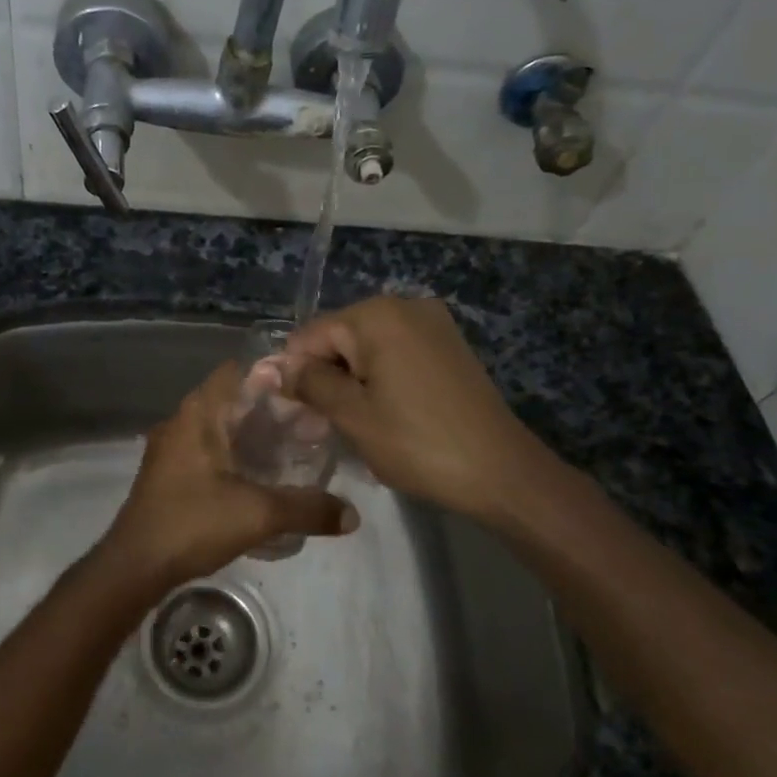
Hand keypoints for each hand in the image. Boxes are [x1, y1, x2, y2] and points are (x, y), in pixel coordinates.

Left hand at [94, 362, 357, 595]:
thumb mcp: (258, 514)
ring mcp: (171, 449)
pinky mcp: (170, 474)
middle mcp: (182, 422)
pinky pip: (209, 450)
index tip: (308, 389)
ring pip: (220, 428)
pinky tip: (261, 476)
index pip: (238, 372)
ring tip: (294, 448)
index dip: (274, 375)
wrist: (134, 566)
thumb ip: (307, 509)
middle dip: (271, 409)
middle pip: (233, 401)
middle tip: (311, 423)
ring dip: (253, 434)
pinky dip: (236, 454)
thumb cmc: (192, 524)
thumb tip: (353, 515)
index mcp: (198, 414)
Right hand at [285, 296, 563, 529]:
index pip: (310, 336)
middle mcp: (406, 305)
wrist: (501, 471)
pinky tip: (386, 413)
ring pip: (368, 348)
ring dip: (353, 381)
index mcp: (377, 315)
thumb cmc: (417, 443)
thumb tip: (276, 367)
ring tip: (355, 424)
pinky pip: (397, 354)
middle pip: (340, 338)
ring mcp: (433, 323)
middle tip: (324, 425)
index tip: (295, 414)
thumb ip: (310, 383)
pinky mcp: (450, 346)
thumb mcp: (352, 415)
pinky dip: (382, 379)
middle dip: (326, 376)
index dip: (295, 374)